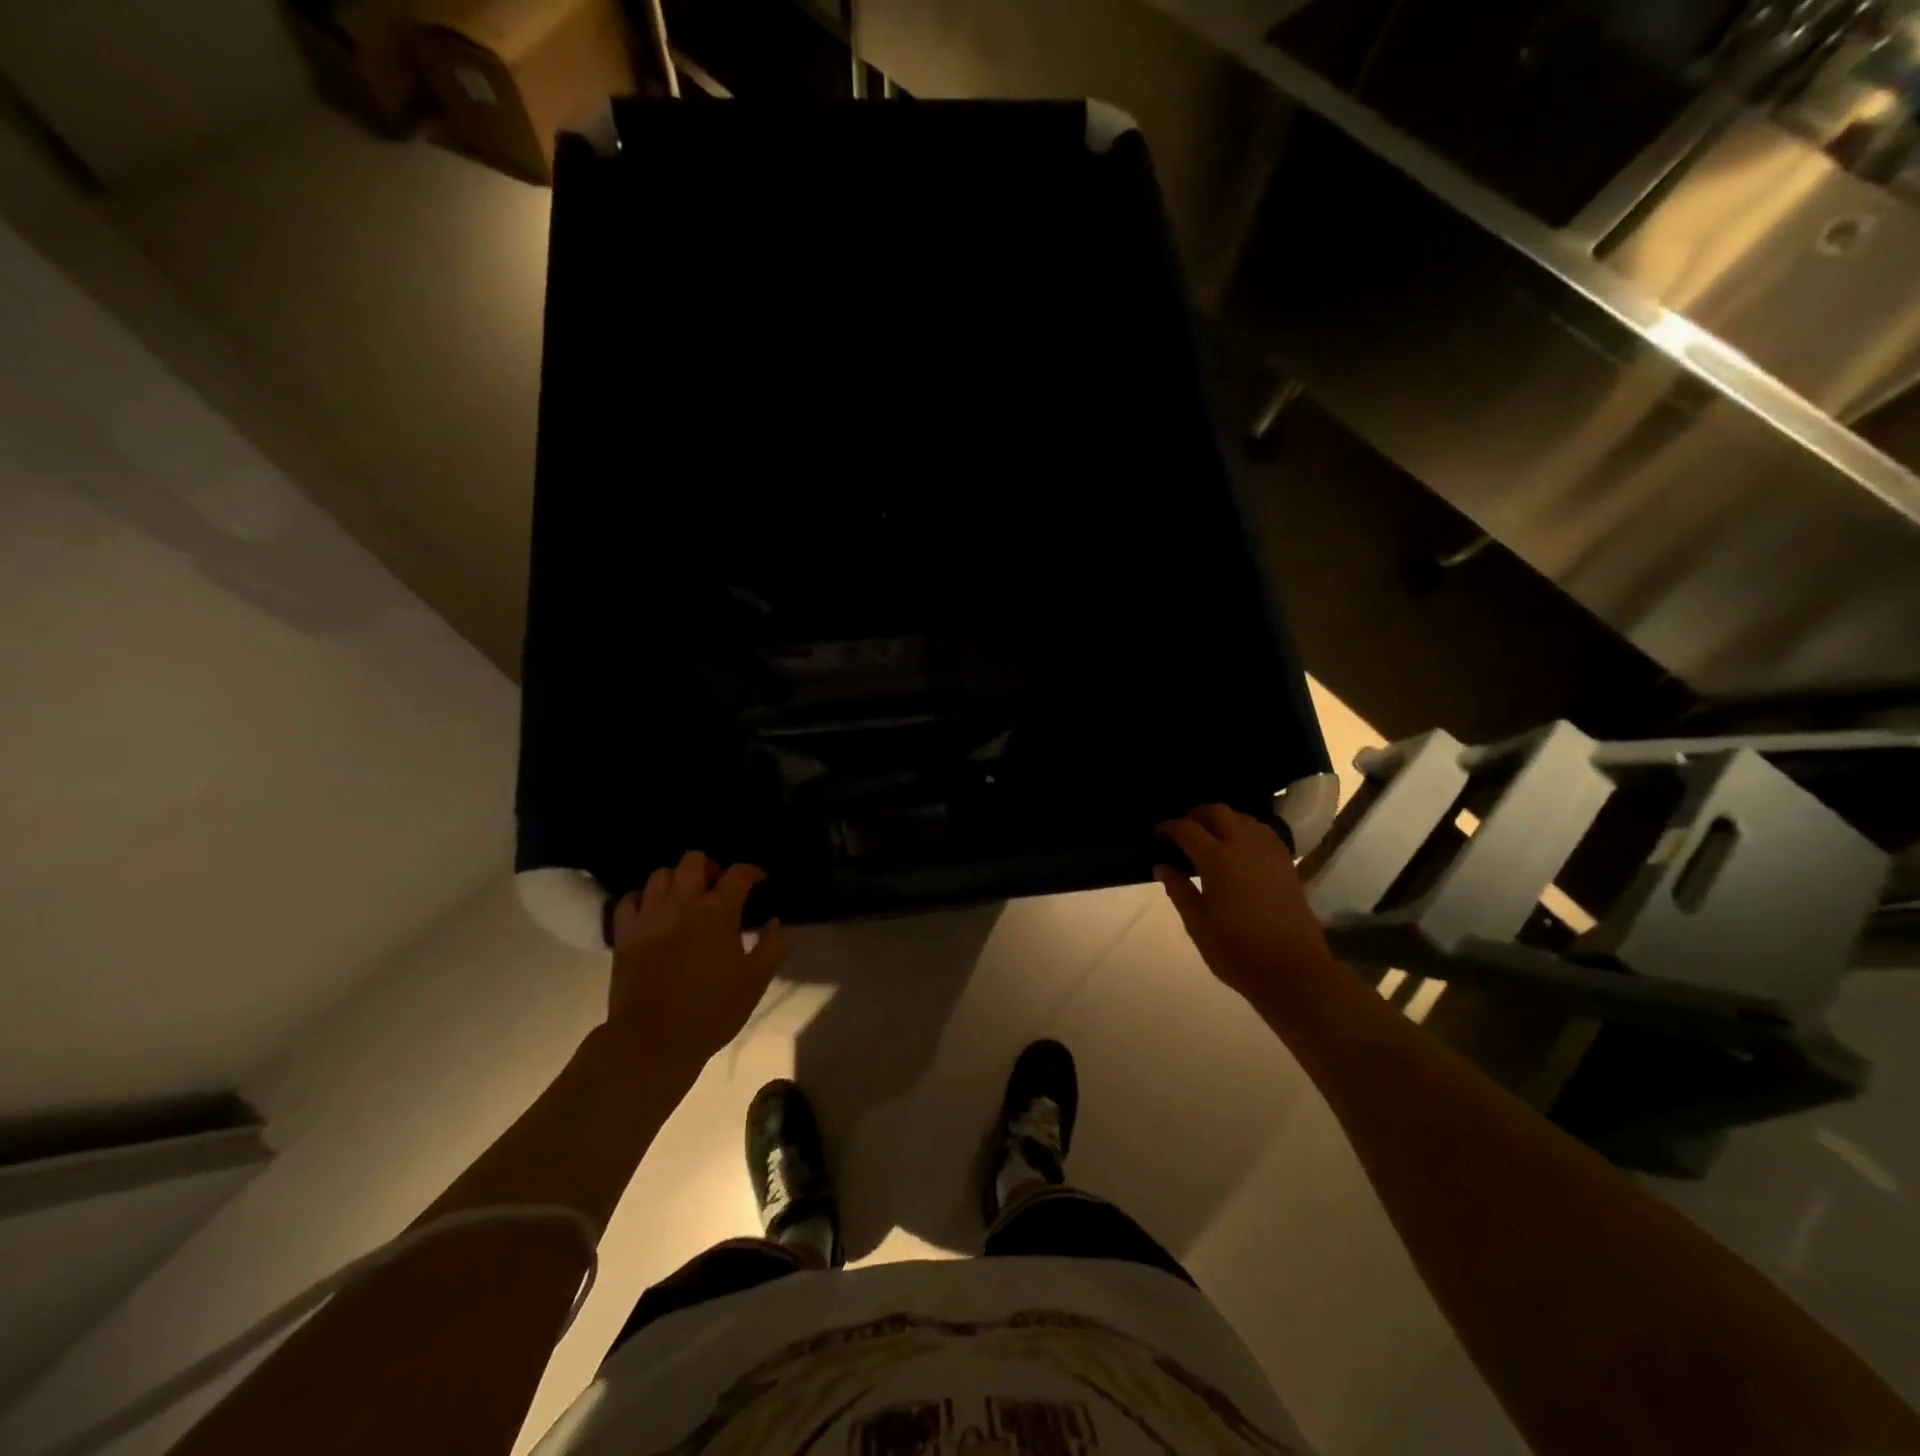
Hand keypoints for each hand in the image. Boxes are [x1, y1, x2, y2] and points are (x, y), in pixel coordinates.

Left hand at [606, 851, 786, 1065]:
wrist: (654, 1040)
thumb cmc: (712, 1010)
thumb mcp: (755, 981)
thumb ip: (771, 946)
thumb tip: (774, 922)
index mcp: (718, 911)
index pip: (738, 873)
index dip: (753, 872)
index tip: (760, 882)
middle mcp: (682, 902)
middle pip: (693, 860)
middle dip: (710, 867)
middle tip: (718, 888)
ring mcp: (649, 915)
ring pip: (660, 874)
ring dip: (676, 880)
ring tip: (685, 898)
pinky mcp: (624, 933)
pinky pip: (628, 899)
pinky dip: (642, 898)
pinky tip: (653, 912)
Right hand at [1155, 805, 1336, 1006]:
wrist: (1293, 971)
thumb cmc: (1237, 951)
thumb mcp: (1198, 925)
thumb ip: (1179, 891)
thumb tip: (1163, 866)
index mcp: (1217, 859)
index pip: (1187, 829)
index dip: (1169, 827)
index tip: (1158, 833)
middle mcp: (1244, 846)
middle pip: (1218, 812)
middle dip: (1197, 815)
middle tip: (1183, 831)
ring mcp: (1270, 852)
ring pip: (1244, 818)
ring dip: (1224, 821)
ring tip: (1211, 838)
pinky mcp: (1287, 864)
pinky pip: (1264, 832)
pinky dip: (1247, 831)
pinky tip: (1241, 849)